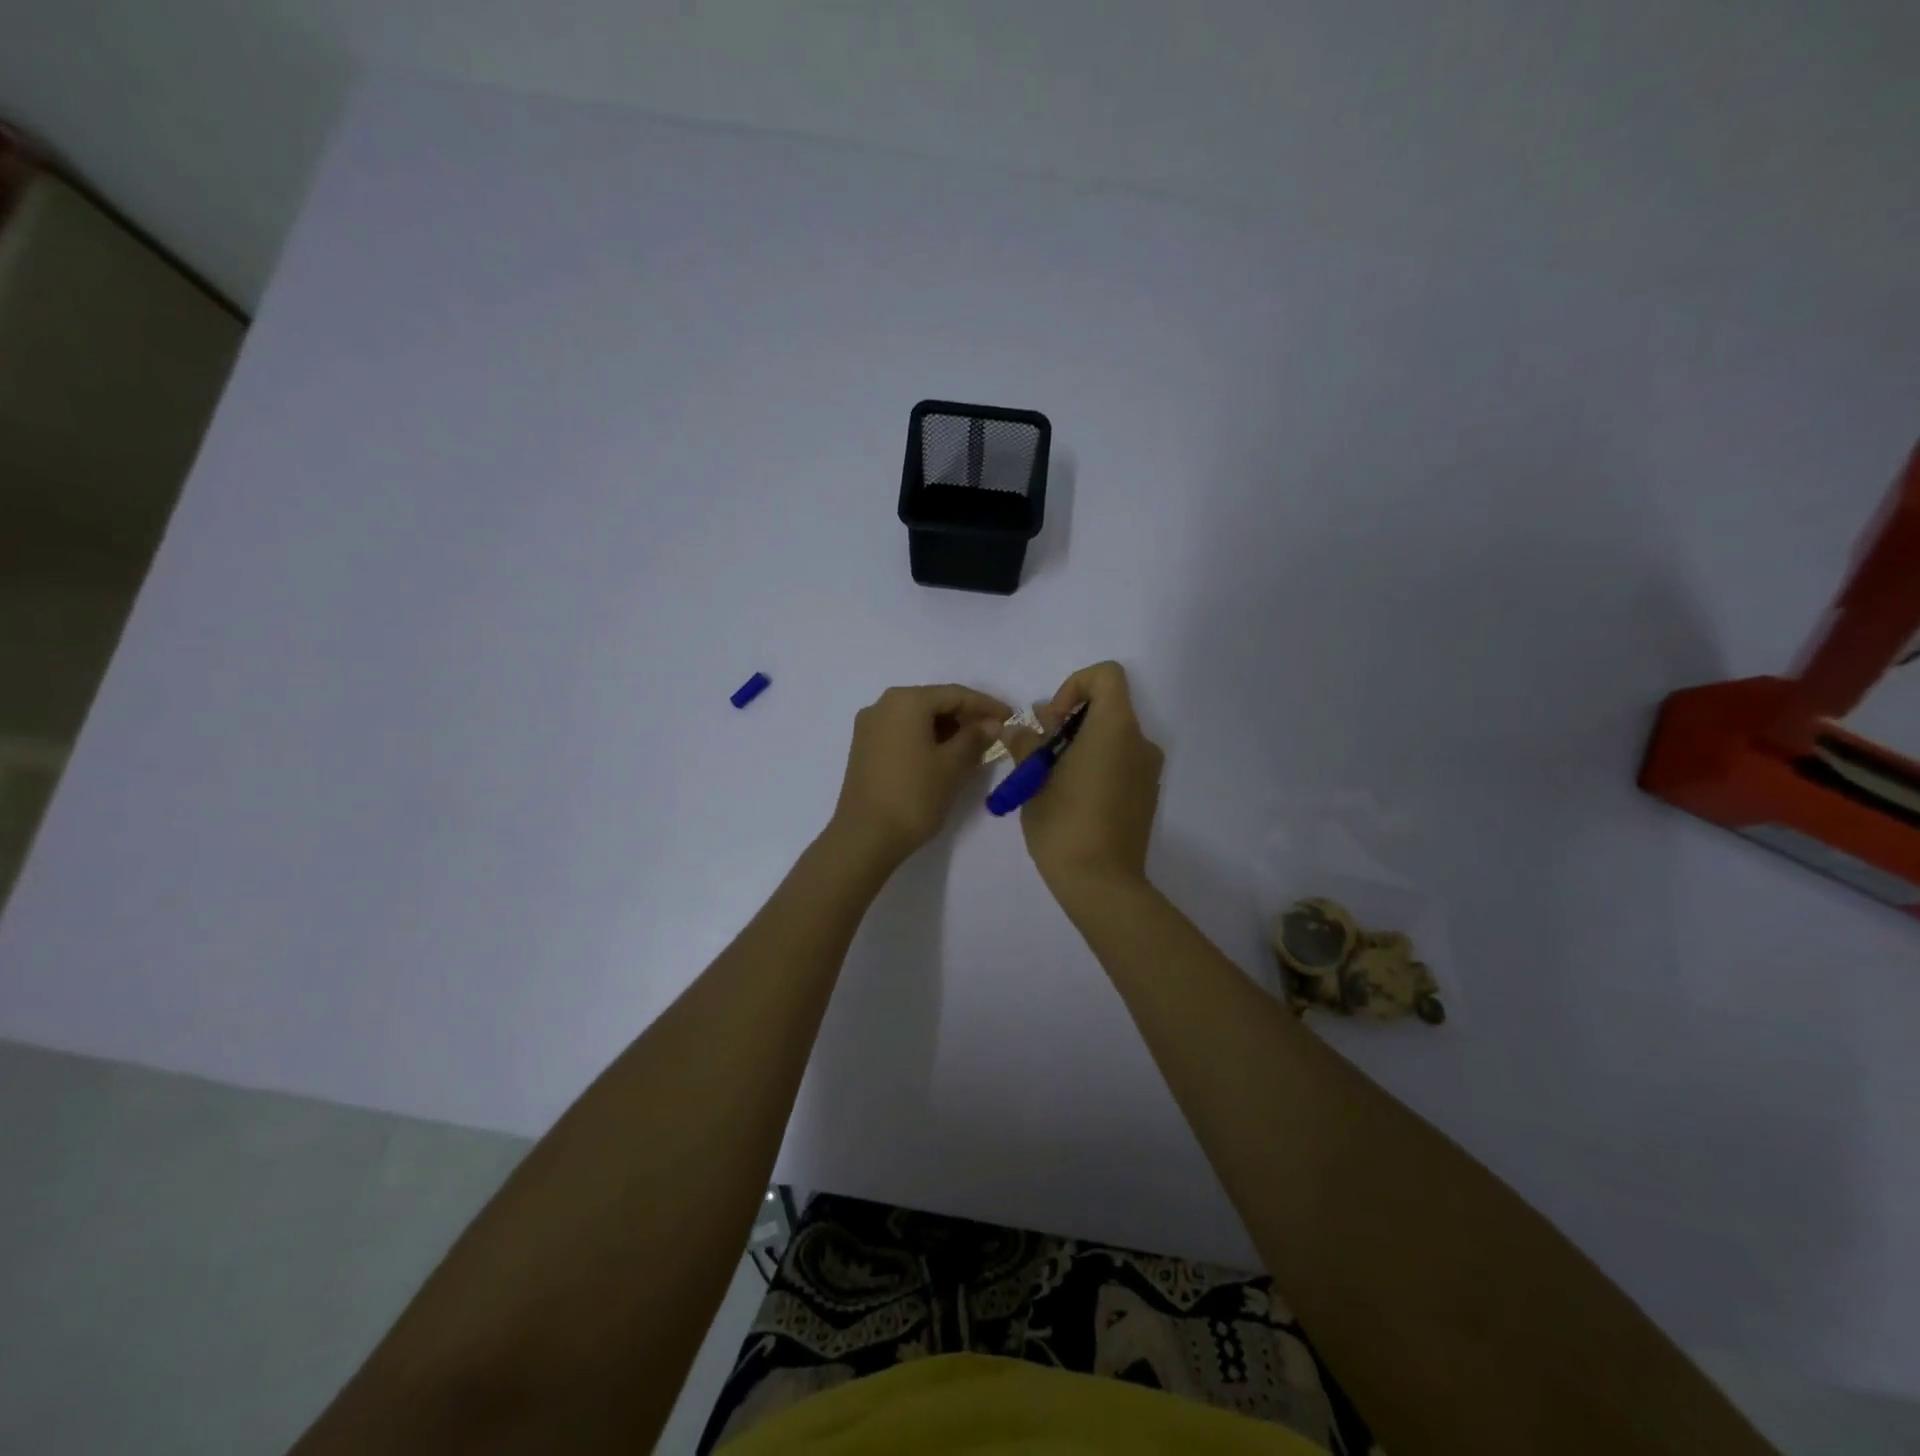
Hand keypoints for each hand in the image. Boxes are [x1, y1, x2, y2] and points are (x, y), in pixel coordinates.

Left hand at [829, 684, 1011, 864]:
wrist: (865, 836)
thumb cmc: (914, 796)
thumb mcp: (952, 766)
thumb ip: (975, 738)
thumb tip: (991, 723)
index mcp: (906, 701)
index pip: (955, 694)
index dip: (986, 705)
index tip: (1010, 717)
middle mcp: (883, 705)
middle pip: (933, 702)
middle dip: (965, 716)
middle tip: (993, 733)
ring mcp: (869, 726)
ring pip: (916, 718)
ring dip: (946, 728)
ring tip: (973, 747)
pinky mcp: (864, 747)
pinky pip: (902, 732)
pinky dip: (925, 738)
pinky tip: (944, 755)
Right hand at [1008, 661, 1163, 896]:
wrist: (1103, 884)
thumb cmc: (1065, 825)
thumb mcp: (1034, 781)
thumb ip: (1027, 746)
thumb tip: (1018, 729)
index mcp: (1115, 729)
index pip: (1106, 676)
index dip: (1074, 686)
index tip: (1052, 721)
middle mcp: (1139, 742)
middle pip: (1106, 707)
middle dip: (1068, 721)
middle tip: (1039, 752)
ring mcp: (1147, 770)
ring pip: (1111, 737)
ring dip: (1079, 745)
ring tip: (1048, 778)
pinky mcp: (1145, 794)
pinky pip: (1119, 761)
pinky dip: (1095, 764)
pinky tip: (1070, 797)